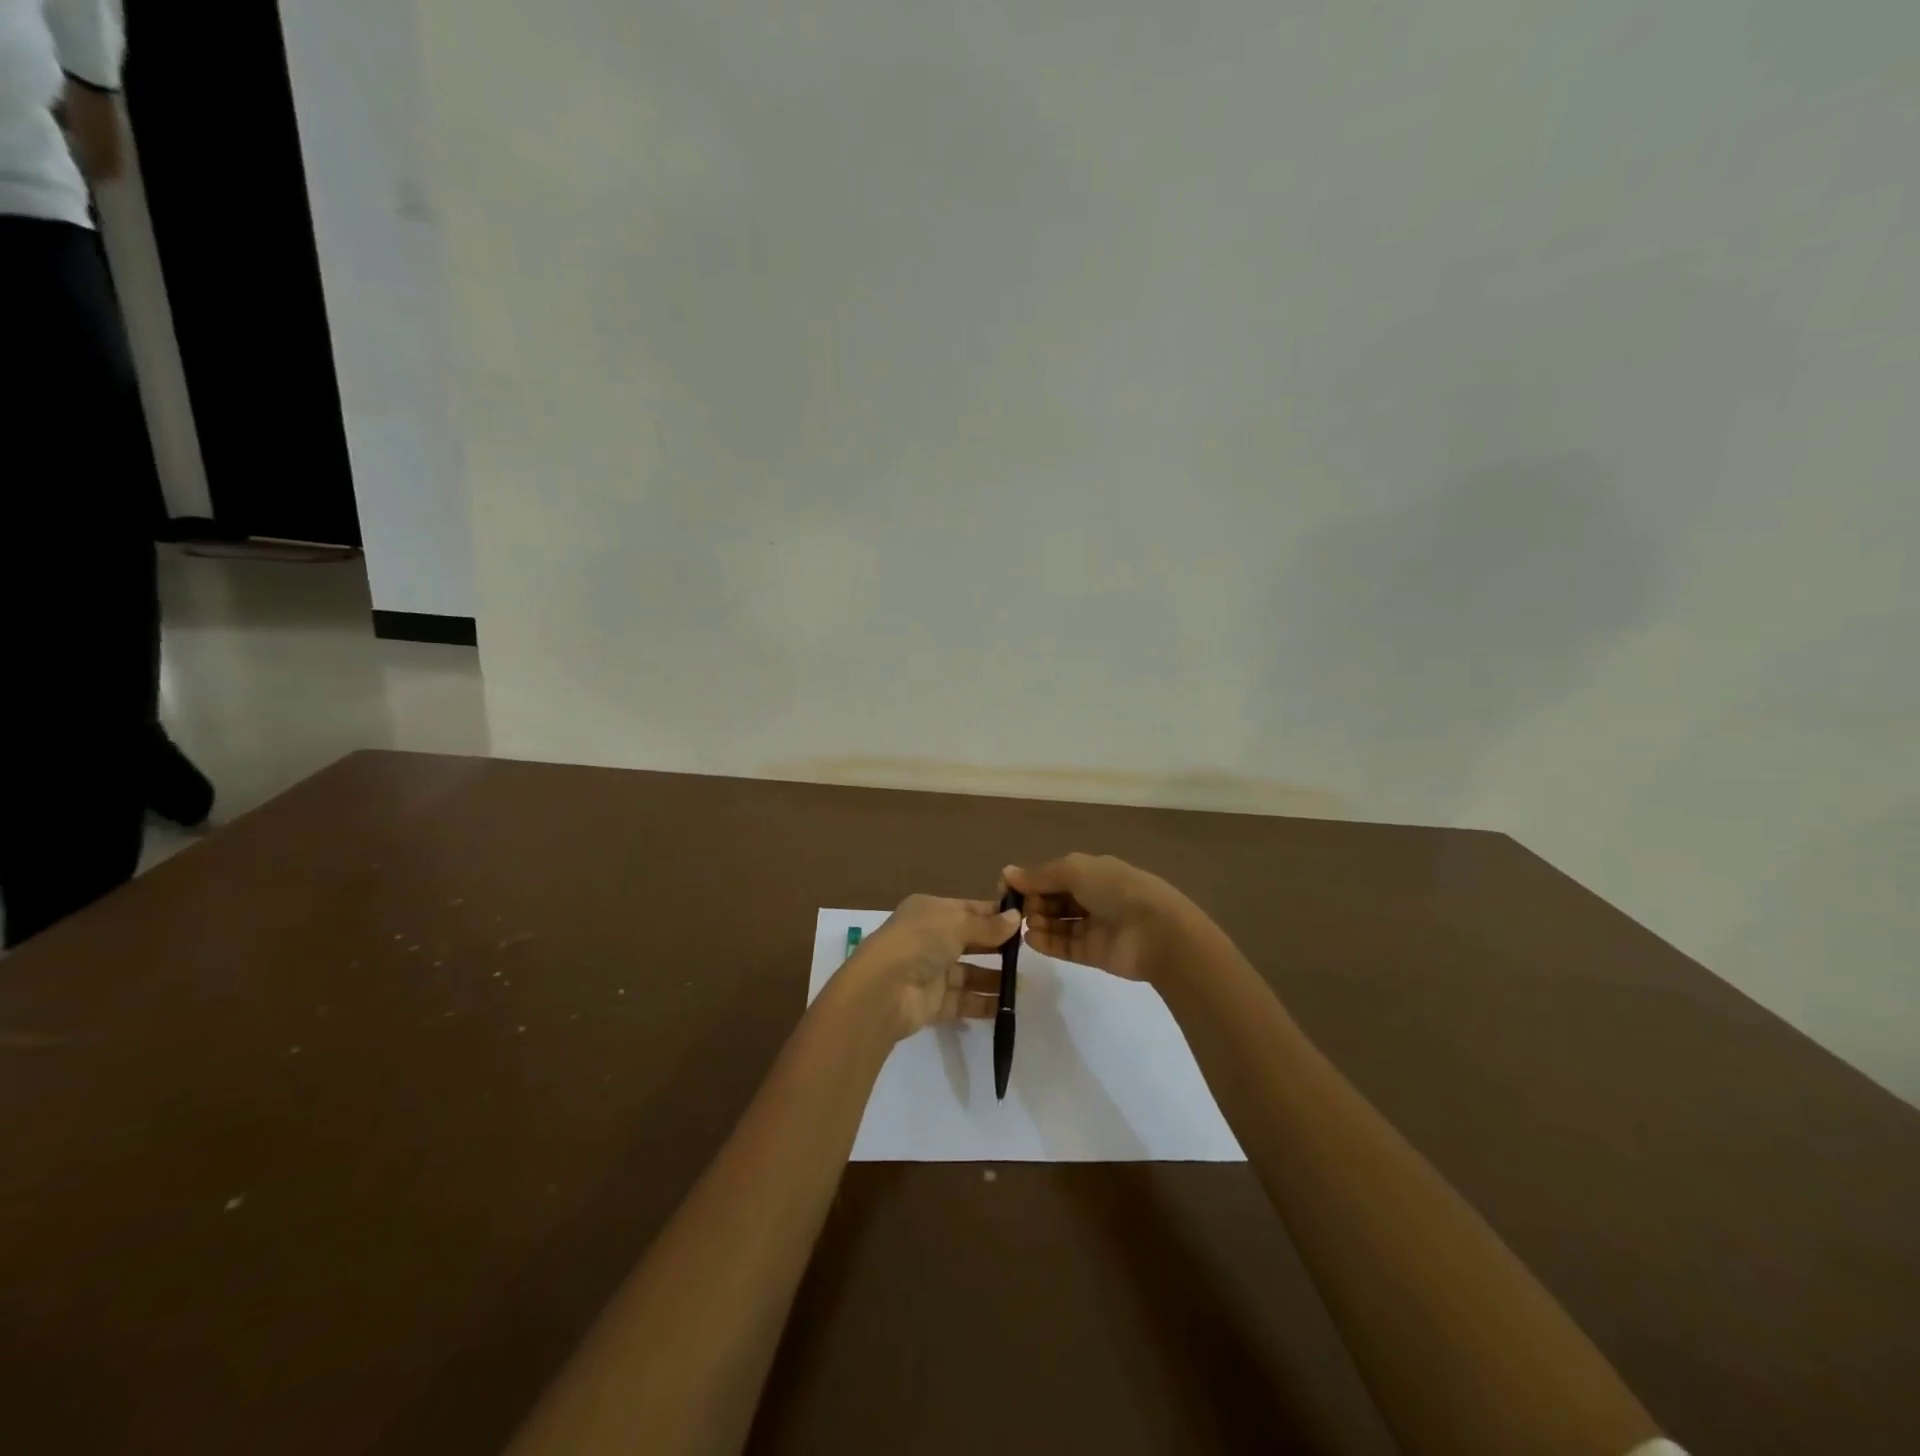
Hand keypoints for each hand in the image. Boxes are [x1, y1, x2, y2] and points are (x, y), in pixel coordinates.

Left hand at [841, 894, 1020, 1041]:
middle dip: (997, 947)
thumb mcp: (957, 924)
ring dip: (994, 977)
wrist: (883, 990)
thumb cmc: (920, 942)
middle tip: (1027, 952)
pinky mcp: (933, 1003)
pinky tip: (1008, 1005)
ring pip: (969, 973)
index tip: (1024, 920)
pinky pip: (964, 1001)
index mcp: (930, 911)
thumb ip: (987, 926)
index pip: (969, 909)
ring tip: (1022, 983)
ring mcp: (931, 972)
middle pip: (970, 941)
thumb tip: (1016, 918)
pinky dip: (984, 1003)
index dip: (994, 915)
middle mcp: (930, 939)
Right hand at [1002, 854, 1192, 982]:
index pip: (1053, 875)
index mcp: (1092, 872)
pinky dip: (1047, 942)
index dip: (1030, 880)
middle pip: (1053, 899)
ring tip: (1024, 924)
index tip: (1006, 889)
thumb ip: (1039, 875)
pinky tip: (1030, 939)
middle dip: (1033, 901)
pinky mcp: (1093, 953)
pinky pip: (1064, 946)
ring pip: (1057, 923)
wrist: (1157, 932)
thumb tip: (1007, 873)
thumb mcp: (1075, 871)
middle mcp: (1092, 896)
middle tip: (1017, 909)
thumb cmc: (1115, 890)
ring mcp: (1093, 926)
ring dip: (1038, 921)